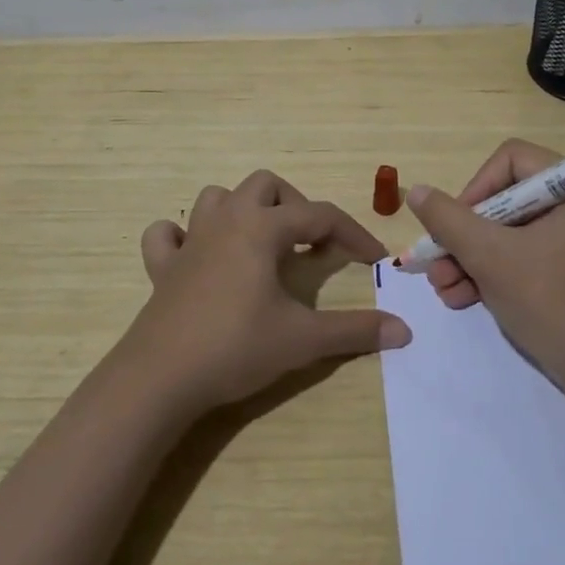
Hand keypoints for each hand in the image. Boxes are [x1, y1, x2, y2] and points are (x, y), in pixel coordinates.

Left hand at [120, 169, 411, 413]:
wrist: (160, 378)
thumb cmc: (236, 348)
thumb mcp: (303, 339)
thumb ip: (355, 330)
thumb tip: (404, 330)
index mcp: (262, 228)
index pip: (320, 215)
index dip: (353, 234)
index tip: (375, 259)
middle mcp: (226, 221)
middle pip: (266, 185)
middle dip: (296, 207)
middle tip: (311, 245)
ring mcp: (189, 242)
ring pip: (217, 197)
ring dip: (244, 210)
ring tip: (262, 244)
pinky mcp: (162, 268)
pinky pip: (168, 235)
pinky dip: (183, 237)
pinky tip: (199, 257)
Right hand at [406, 139, 564, 378]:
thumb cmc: (548, 300)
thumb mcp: (490, 256)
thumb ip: (448, 220)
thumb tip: (417, 191)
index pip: (511, 160)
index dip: (477, 186)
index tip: (457, 224)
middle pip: (502, 200)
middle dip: (463, 235)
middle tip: (437, 262)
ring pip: (503, 232)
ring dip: (467, 258)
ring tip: (442, 289)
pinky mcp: (559, 270)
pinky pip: (515, 256)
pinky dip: (486, 273)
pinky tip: (459, 298)